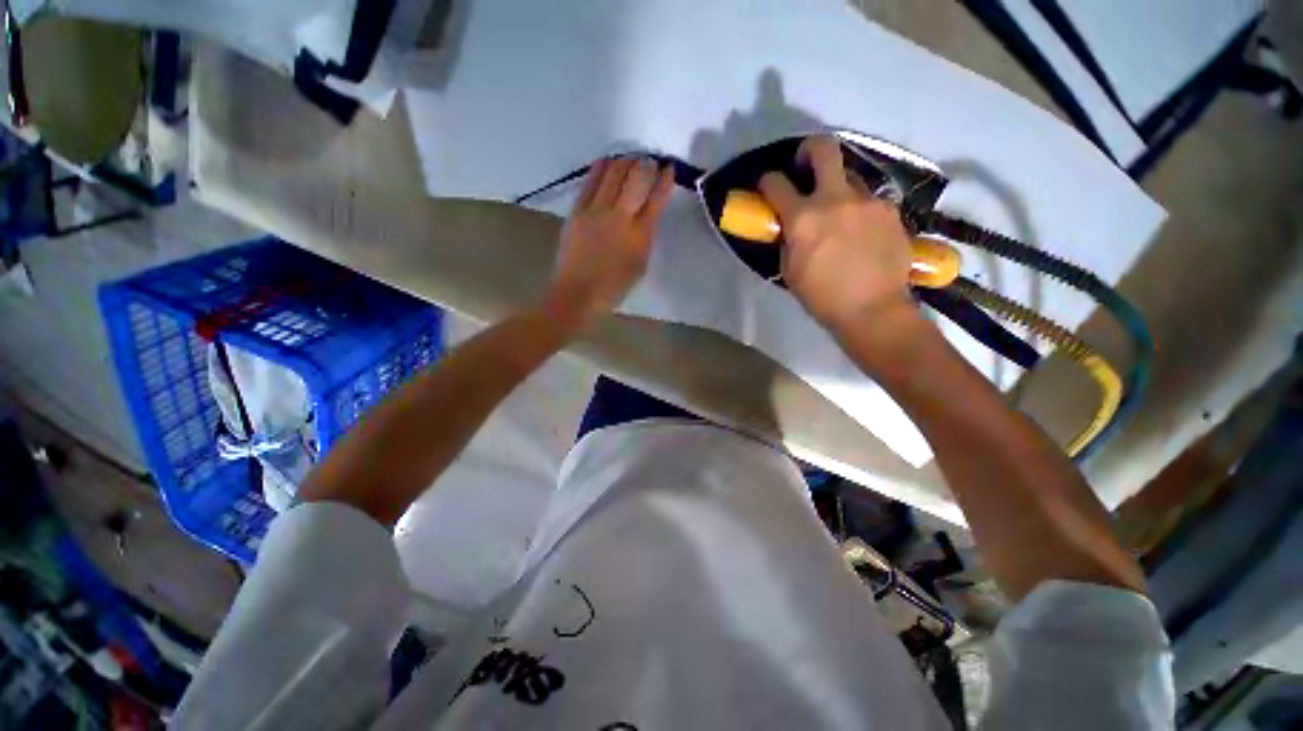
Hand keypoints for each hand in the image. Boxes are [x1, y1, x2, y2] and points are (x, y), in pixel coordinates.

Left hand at [543, 157, 673, 328]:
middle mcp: (621, 217)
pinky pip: (590, 181)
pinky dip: (601, 168)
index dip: (665, 180)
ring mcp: (596, 211)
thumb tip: (646, 216)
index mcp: (640, 235)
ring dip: (625, 161)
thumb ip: (645, 238)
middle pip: (637, 179)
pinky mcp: (577, 210)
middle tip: (650, 161)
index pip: (657, 199)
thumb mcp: (640, 265)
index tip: (669, 169)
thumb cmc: (613, 287)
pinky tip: (607, 161)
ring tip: (630, 158)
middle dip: (647, 165)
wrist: (578, 293)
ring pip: (614, 174)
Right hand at [758, 136, 915, 333]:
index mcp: (803, 219)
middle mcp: (835, 199)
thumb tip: (791, 226)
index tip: (768, 186)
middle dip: (809, 150)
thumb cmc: (822, 297)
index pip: (776, 183)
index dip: (767, 181)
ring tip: (839, 214)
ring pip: (849, 177)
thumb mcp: (790, 271)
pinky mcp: (890, 209)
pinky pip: (869, 200)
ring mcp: (868, 201)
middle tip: (805, 165)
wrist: (873, 309)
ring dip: (837, 189)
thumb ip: (788, 240)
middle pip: (823, 149)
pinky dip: (859, 210)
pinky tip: (861, 232)